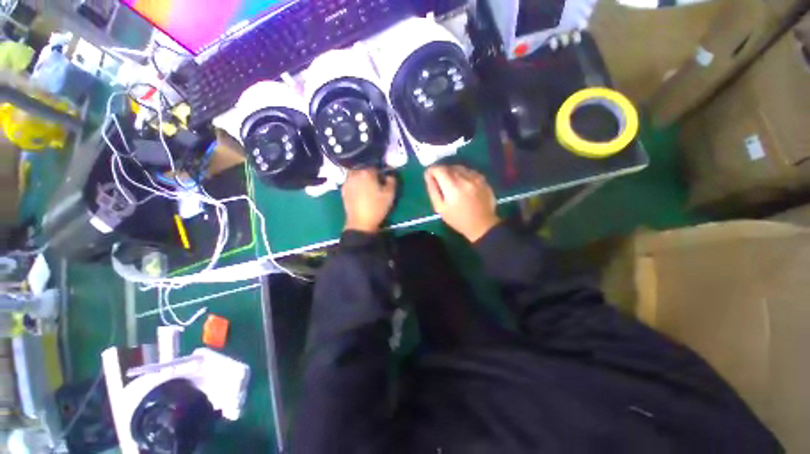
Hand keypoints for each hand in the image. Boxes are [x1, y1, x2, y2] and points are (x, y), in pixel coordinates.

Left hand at [342, 169, 397, 233]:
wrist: (360, 222)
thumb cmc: (377, 207)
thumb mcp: (390, 194)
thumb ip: (392, 180)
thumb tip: (389, 174)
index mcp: (367, 172)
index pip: (375, 165)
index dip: (381, 171)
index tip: (384, 178)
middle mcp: (355, 174)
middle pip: (364, 167)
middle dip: (370, 172)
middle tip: (376, 182)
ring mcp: (347, 181)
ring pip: (355, 173)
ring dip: (361, 176)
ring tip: (367, 185)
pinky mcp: (343, 189)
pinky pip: (350, 180)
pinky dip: (355, 182)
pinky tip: (360, 191)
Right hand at [425, 165, 499, 241]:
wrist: (482, 225)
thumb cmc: (458, 219)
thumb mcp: (440, 208)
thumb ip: (433, 190)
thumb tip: (428, 176)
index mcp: (453, 186)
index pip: (439, 169)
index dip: (432, 171)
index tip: (429, 176)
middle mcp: (465, 178)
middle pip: (449, 167)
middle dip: (441, 172)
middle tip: (440, 182)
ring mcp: (476, 177)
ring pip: (460, 167)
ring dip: (453, 172)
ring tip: (452, 184)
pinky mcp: (483, 179)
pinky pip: (469, 171)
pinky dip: (463, 174)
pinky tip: (463, 184)